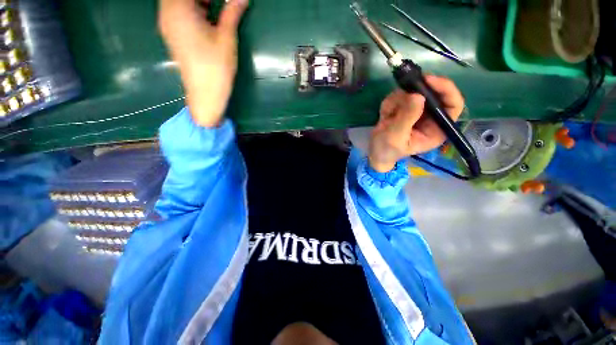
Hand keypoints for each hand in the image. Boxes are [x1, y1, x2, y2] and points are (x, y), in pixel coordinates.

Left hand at [158, 0, 248, 126]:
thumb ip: (232, 12)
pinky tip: (207, 16)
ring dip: (196, 1)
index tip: (224, 1)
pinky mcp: (172, 35)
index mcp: (178, 8)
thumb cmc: (216, 67)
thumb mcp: (226, 38)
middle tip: (222, 3)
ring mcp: (168, 25)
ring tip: (216, 7)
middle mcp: (167, 13)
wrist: (205, 94)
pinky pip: (177, 11)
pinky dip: (191, 8)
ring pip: (177, 2)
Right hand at [368, 76, 464, 171]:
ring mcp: (418, 111)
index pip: (453, 105)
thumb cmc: (386, 150)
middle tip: (400, 94)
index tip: (428, 81)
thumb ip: (407, 117)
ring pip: (414, 92)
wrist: (374, 152)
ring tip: (386, 116)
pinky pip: (401, 95)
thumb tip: (418, 96)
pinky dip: (390, 103)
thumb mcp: (395, 136)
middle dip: (413, 94)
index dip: (445, 90)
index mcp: (437, 129)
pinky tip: (385, 115)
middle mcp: (431, 118)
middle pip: (434, 93)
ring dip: (397, 101)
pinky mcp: (406, 107)